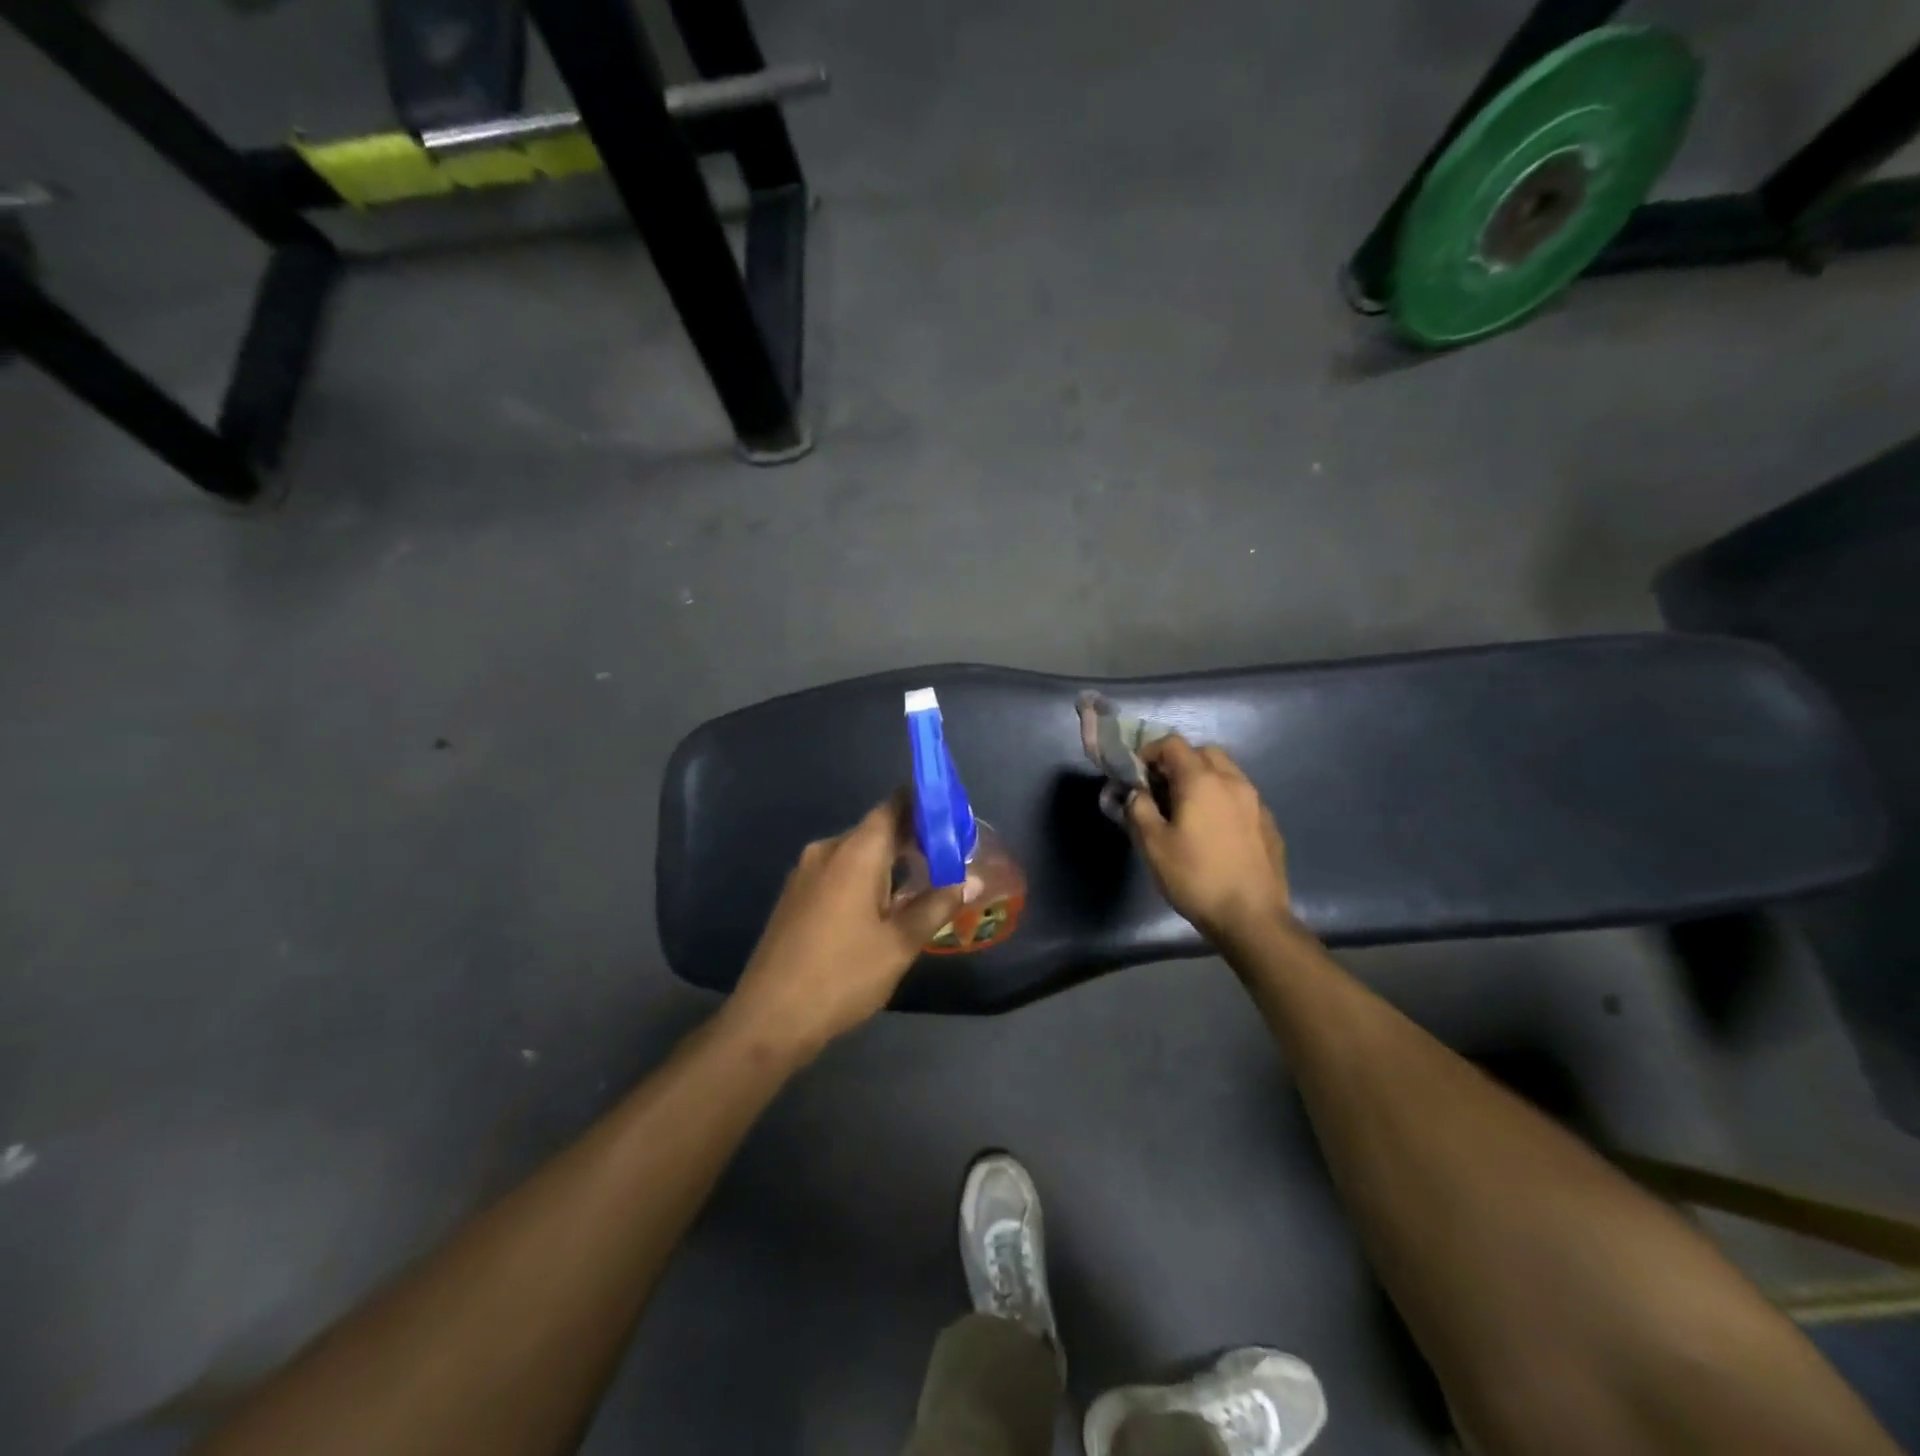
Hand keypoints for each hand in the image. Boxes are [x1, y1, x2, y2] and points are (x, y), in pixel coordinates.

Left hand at [727, 796, 965, 1059]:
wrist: (769, 1018)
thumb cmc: (842, 976)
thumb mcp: (900, 944)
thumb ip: (936, 906)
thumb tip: (969, 881)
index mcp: (855, 852)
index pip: (894, 806)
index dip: (925, 804)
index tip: (953, 817)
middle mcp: (827, 850)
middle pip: (876, 829)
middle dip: (913, 837)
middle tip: (950, 856)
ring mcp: (805, 872)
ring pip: (857, 852)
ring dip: (890, 860)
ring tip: (924, 881)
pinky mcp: (795, 895)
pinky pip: (838, 871)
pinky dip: (866, 876)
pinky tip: (884, 904)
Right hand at [1126, 735, 1290, 941]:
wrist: (1252, 917)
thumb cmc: (1196, 877)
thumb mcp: (1153, 845)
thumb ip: (1138, 809)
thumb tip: (1136, 793)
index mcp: (1202, 780)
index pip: (1173, 744)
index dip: (1150, 752)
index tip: (1136, 774)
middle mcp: (1233, 781)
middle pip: (1204, 752)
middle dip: (1179, 762)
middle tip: (1160, 788)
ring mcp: (1256, 801)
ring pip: (1226, 772)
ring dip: (1203, 778)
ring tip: (1186, 808)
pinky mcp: (1268, 823)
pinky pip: (1241, 796)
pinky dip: (1222, 798)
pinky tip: (1213, 829)